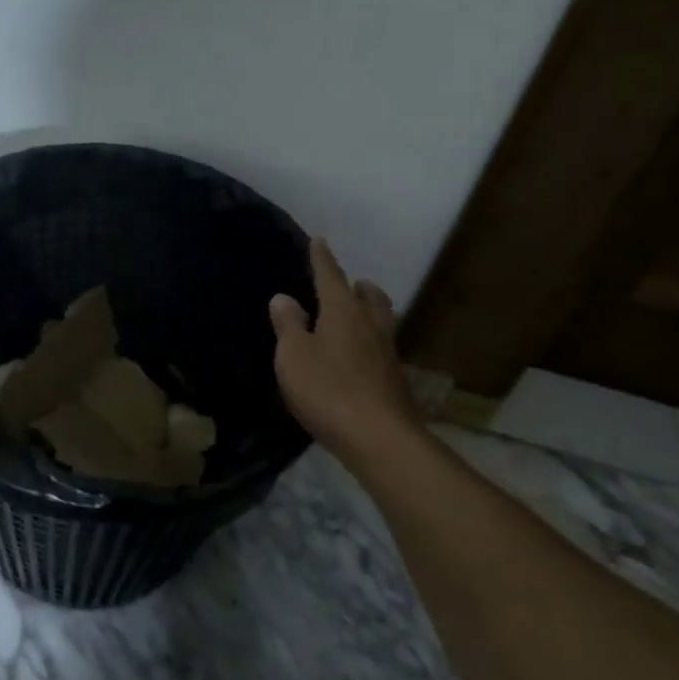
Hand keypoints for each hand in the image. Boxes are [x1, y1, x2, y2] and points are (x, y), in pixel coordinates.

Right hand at [269, 239, 418, 454]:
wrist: (380, 438)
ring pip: (381, 322)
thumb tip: (284, 297)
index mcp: (343, 311)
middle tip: (353, 283)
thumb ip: (288, 324)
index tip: (319, 241)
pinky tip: (359, 357)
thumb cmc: (328, 389)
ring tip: (357, 315)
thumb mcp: (293, 355)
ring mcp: (387, 354)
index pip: (330, 276)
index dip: (322, 259)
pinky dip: (369, 343)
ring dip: (370, 312)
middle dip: (359, 287)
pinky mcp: (394, 381)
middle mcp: (370, 325)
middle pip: (370, 297)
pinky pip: (381, 349)